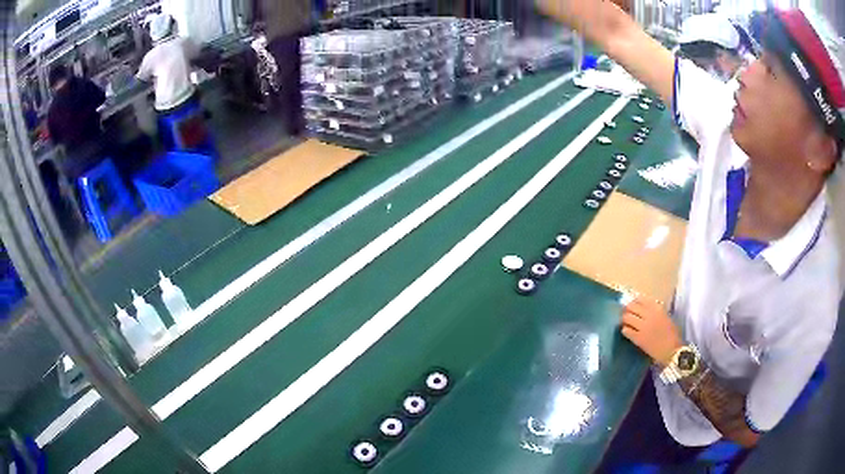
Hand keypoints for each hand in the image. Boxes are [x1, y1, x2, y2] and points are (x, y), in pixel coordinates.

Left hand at [620, 297, 682, 367]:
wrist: (672, 351)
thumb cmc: (672, 334)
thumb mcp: (665, 317)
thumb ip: (655, 311)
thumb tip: (642, 308)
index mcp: (657, 308)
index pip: (640, 299)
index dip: (634, 302)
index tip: (633, 306)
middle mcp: (649, 315)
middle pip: (631, 307)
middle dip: (627, 310)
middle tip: (627, 315)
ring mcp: (643, 327)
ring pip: (626, 318)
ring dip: (625, 320)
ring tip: (627, 324)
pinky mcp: (638, 338)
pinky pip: (626, 331)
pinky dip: (625, 330)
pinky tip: (627, 332)